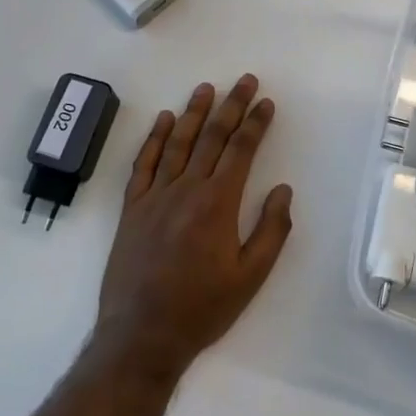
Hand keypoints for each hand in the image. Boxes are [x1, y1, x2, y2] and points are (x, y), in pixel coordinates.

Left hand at [94, 75, 292, 379]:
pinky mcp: (133, 207)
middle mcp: (186, 189)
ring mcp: (155, 195)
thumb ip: (271, 230)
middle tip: (244, 80)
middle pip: (212, 137)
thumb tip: (283, 189)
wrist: (142, 335)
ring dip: (194, 113)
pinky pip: (144, 163)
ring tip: (206, 88)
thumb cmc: (202, 308)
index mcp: (218, 203)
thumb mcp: (250, 277)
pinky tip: (163, 119)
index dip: (255, 123)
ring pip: (177, 142)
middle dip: (231, 106)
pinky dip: (154, 138)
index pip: (241, 151)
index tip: (265, 102)